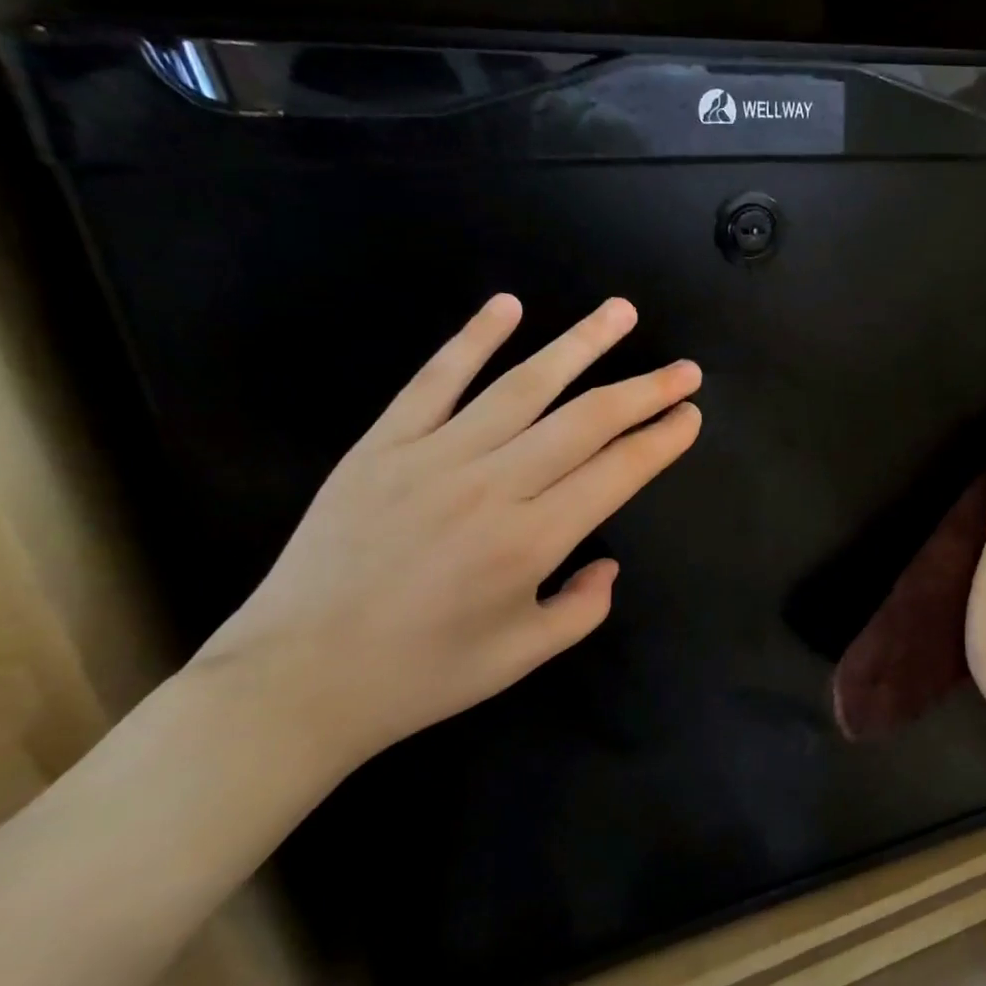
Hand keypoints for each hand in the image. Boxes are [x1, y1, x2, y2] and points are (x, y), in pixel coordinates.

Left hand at [186, 294, 701, 784]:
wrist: (294, 680)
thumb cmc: (420, 676)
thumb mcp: (522, 657)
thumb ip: (583, 608)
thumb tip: (608, 562)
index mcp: (531, 541)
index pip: (618, 471)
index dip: (662, 440)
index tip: (691, 415)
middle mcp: (492, 486)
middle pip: (586, 420)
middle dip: (645, 390)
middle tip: (686, 369)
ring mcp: (433, 457)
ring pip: (523, 386)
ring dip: (580, 344)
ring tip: (621, 313)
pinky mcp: (383, 445)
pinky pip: (435, 379)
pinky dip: (473, 338)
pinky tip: (508, 305)